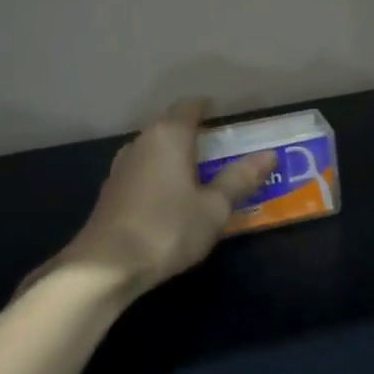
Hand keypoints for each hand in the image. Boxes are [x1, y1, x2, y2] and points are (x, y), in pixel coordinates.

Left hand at [22, 100, 274, 298]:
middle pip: (171, 127)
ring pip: (156, 151)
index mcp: (168, 136)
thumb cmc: (167, 228)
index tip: (229, 118)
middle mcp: (141, 143)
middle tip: (226, 151)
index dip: (210, 109)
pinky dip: (163, 176)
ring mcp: (122, 167)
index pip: (190, 107)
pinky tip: (175, 199)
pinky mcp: (112, 192)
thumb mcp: (214, 207)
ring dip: (178, 158)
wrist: (105, 267)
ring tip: (204, 175)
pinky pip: (145, 172)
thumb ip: (239, 178)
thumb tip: (269, 155)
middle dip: (197, 135)